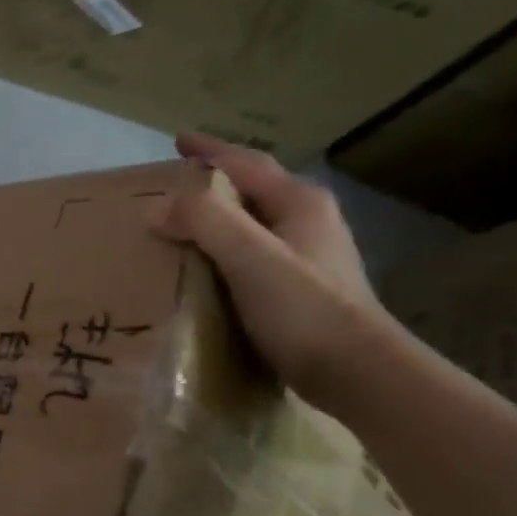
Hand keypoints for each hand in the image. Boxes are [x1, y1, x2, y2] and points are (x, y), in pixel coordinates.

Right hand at [148, 134, 390, 411]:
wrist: (359, 373)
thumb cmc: (303, 309)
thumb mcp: (249, 256)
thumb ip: (204, 221)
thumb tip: (158, 207)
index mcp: (299, 203)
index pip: (246, 163)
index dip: (210, 151)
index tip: (178, 142)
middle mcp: (309, 222)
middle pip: (253, 191)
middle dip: (214, 185)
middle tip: (174, 189)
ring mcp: (311, 258)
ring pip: (254, 225)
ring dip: (219, 221)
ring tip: (183, 229)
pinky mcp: (304, 291)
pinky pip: (254, 257)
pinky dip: (226, 254)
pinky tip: (209, 273)